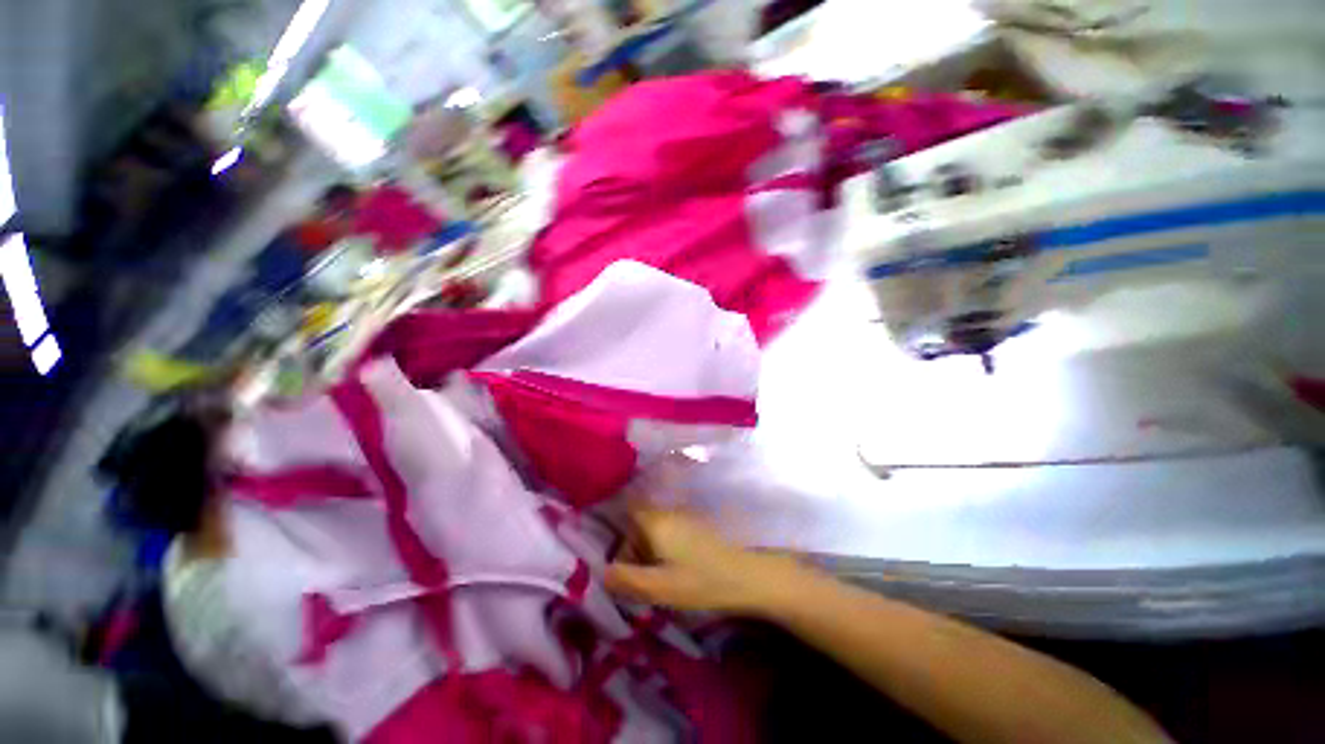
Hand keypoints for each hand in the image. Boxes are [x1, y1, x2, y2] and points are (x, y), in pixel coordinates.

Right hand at [604, 507, 801, 614]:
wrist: (752, 573)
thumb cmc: (705, 581)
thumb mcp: (662, 588)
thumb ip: (628, 579)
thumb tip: (601, 572)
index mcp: (656, 520)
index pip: (626, 512)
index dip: (619, 535)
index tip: (622, 561)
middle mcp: (669, 509)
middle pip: (640, 521)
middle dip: (635, 547)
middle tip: (643, 578)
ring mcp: (686, 513)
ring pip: (656, 525)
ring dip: (652, 548)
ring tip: (662, 577)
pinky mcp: (700, 521)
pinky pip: (672, 528)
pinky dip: (668, 545)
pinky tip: (679, 567)